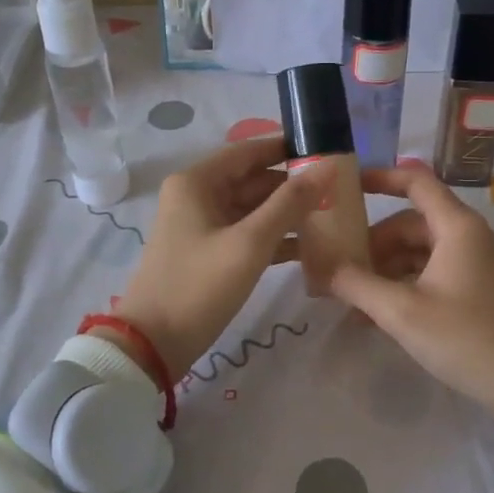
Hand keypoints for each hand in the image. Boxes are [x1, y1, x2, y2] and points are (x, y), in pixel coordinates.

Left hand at [105, 138, 331, 380]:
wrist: (154, 344)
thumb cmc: (199, 286)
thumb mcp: (249, 243)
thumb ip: (290, 203)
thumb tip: (328, 168)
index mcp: (198, 182)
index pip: (249, 151)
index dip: (287, 149)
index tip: (328, 151)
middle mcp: (197, 196)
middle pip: (253, 179)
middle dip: (293, 185)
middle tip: (339, 190)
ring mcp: (202, 226)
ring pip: (253, 208)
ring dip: (287, 213)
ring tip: (332, 217)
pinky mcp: (209, 253)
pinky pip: (247, 234)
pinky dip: (274, 238)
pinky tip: (309, 247)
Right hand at [329, 163, 493, 417]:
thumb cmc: (463, 337)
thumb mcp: (402, 311)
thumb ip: (357, 284)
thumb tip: (320, 266)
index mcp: (456, 227)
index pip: (415, 182)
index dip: (379, 178)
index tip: (344, 187)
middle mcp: (466, 236)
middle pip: (409, 223)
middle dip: (372, 243)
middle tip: (338, 266)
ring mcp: (472, 264)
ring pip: (416, 252)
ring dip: (383, 270)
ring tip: (350, 297)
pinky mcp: (472, 290)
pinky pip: (428, 274)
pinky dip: (401, 286)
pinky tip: (374, 315)